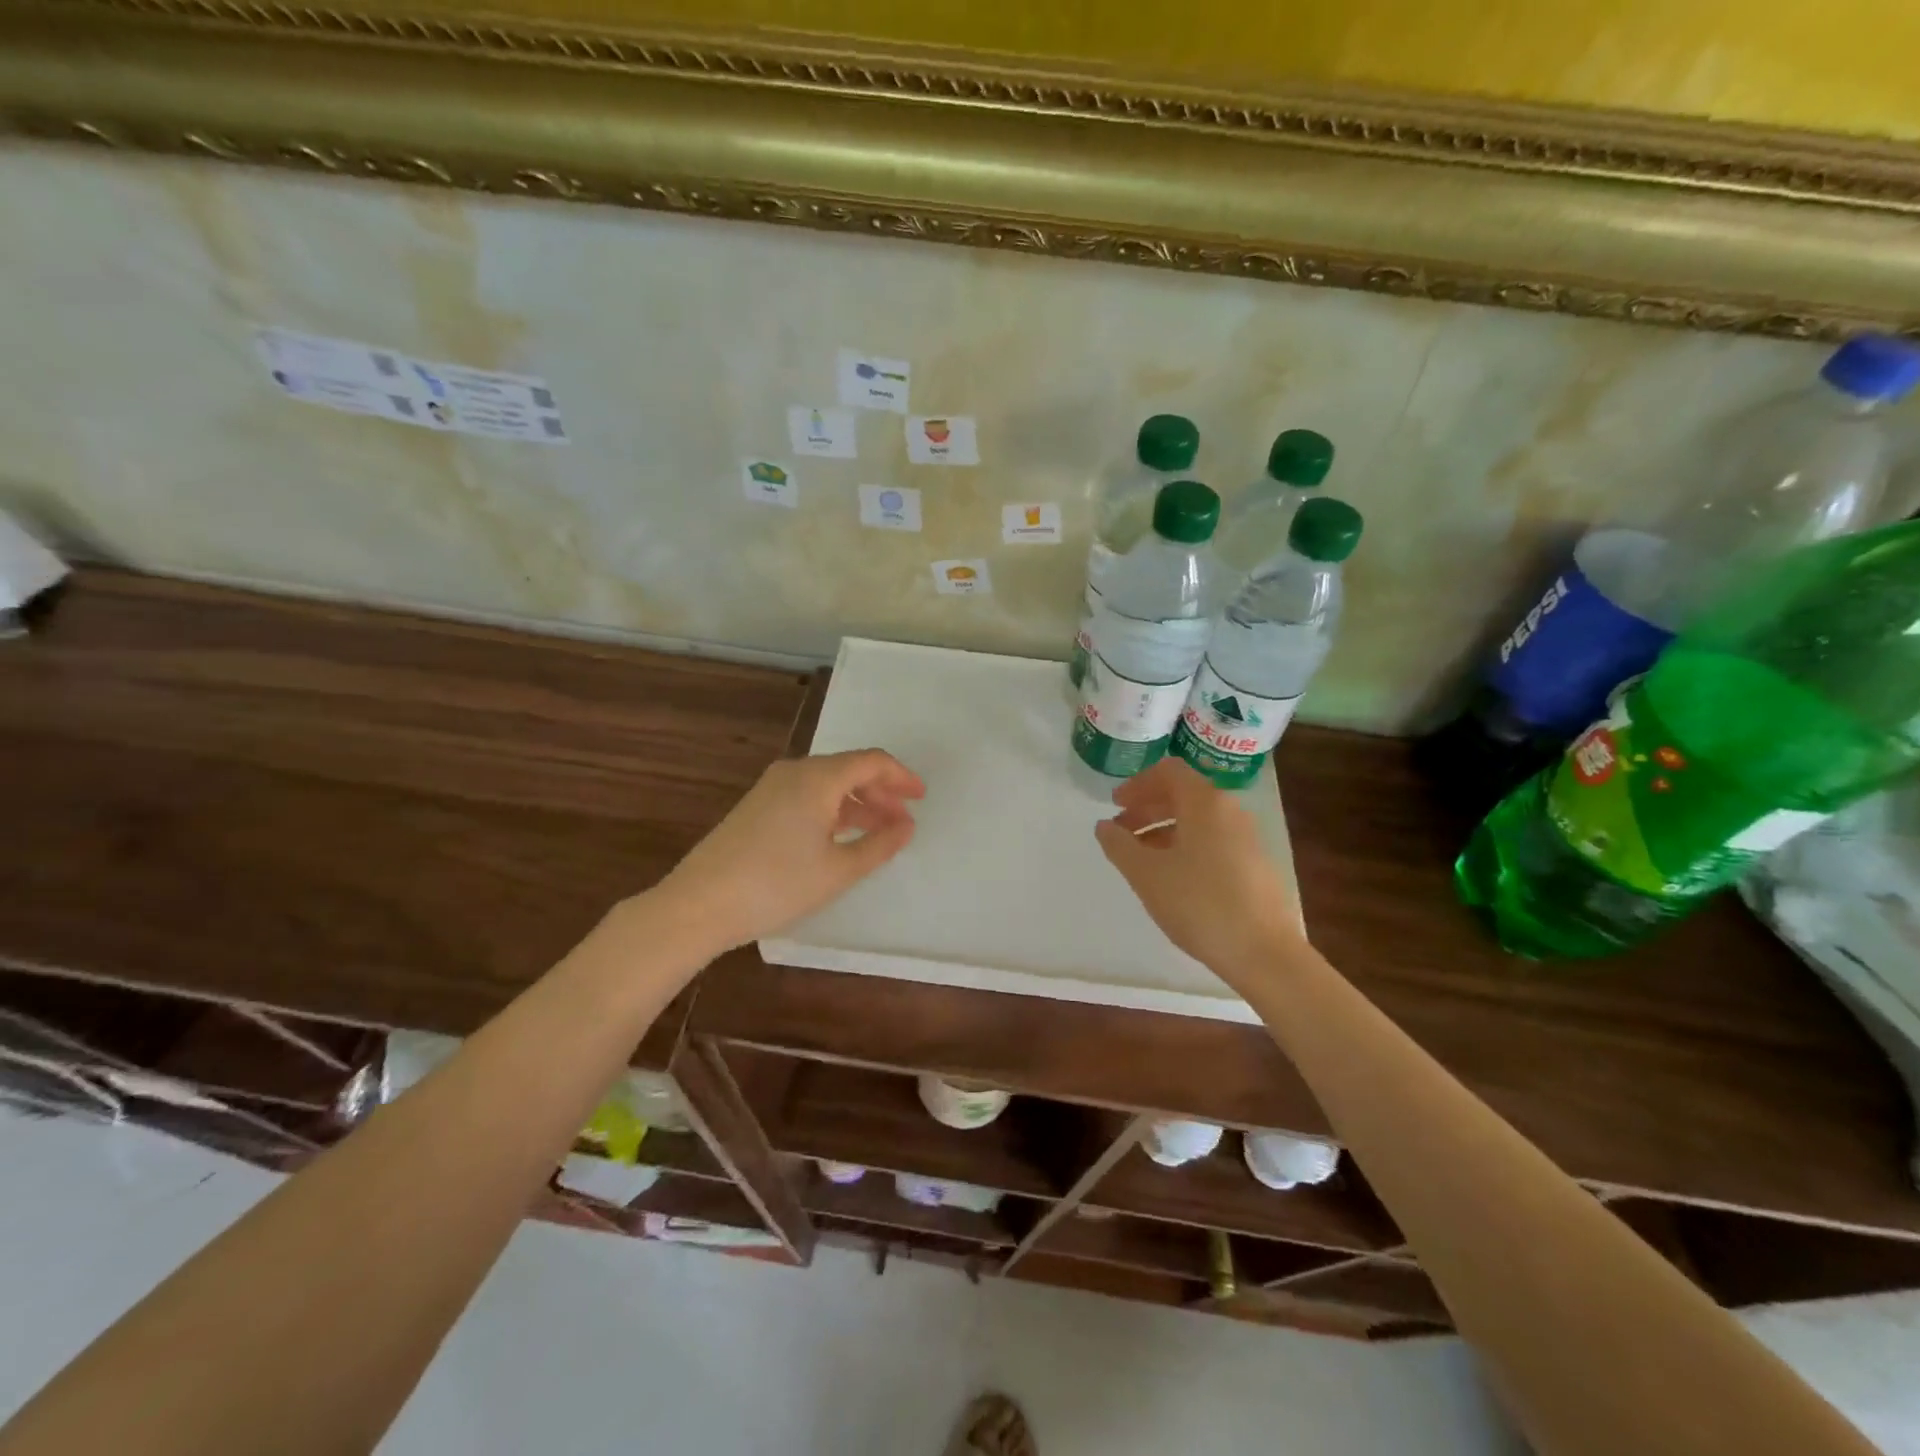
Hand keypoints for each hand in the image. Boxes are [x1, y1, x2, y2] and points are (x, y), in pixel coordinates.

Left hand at [654, 749, 925, 951]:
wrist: (699, 904)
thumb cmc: (777, 885)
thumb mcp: (839, 870)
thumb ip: (879, 844)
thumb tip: (906, 826)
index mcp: (818, 778)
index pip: (871, 761)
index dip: (902, 777)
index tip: (922, 798)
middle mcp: (795, 772)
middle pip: (849, 770)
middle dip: (881, 793)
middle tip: (902, 822)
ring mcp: (772, 788)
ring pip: (827, 785)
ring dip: (858, 804)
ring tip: (878, 834)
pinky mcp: (757, 806)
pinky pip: (807, 796)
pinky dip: (832, 811)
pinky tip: (840, 839)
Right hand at [1094, 759, 1303, 987]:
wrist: (1264, 952)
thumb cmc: (1199, 904)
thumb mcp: (1147, 875)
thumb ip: (1120, 845)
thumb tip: (1104, 827)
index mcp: (1205, 803)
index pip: (1168, 771)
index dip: (1137, 783)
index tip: (1115, 804)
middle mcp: (1230, 811)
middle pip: (1183, 794)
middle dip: (1147, 807)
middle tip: (1120, 830)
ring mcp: (1247, 838)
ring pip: (1198, 819)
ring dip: (1164, 829)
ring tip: (1140, 858)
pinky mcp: (1254, 864)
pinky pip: (1213, 840)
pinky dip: (1185, 845)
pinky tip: (1171, 877)